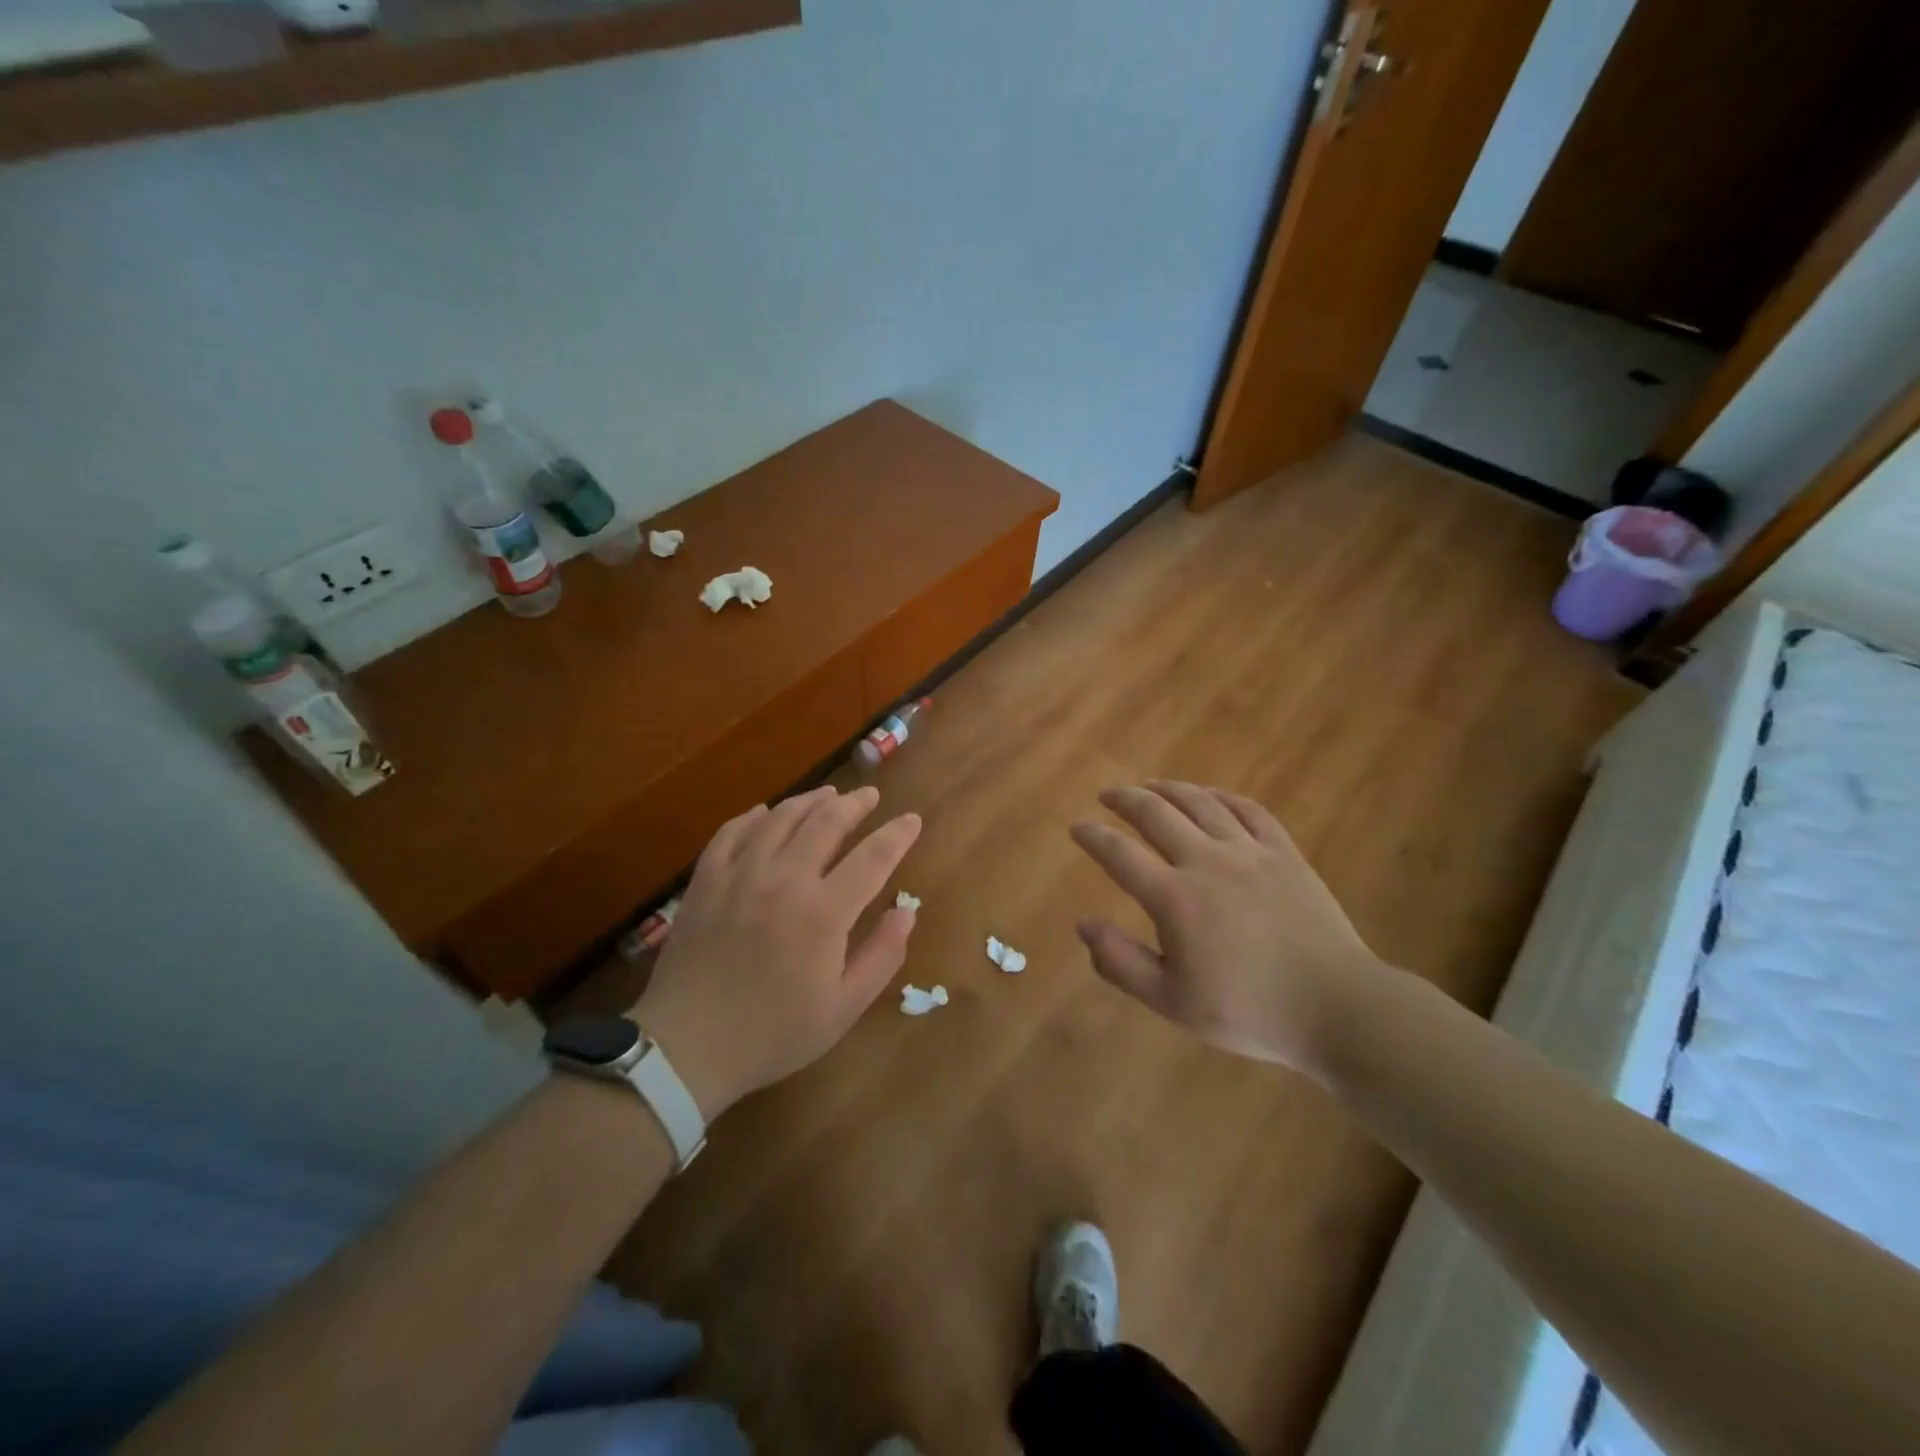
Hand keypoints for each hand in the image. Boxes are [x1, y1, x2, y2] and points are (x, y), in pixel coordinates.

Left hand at [634, 785, 921, 1119]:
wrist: (687, 1047)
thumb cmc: (773, 1033)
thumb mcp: (843, 1008)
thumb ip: (882, 956)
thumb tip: (906, 912)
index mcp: (823, 912)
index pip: (872, 857)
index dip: (897, 835)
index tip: (912, 819)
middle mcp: (784, 880)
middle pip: (826, 822)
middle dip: (854, 804)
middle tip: (870, 795)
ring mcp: (740, 875)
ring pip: (781, 818)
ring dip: (810, 801)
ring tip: (828, 794)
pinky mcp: (706, 881)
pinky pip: (732, 832)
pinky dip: (753, 816)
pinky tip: (765, 812)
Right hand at [1070, 780, 1387, 1077]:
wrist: (1336, 1007)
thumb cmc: (1248, 1011)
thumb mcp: (1171, 1001)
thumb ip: (1120, 962)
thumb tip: (1083, 923)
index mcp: (1175, 898)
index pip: (1120, 854)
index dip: (1093, 836)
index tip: (1077, 827)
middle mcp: (1206, 861)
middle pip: (1156, 813)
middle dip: (1125, 799)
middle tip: (1107, 794)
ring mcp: (1249, 852)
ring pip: (1200, 803)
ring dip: (1168, 789)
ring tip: (1149, 785)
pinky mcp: (1284, 853)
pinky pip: (1249, 810)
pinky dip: (1222, 796)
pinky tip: (1209, 795)